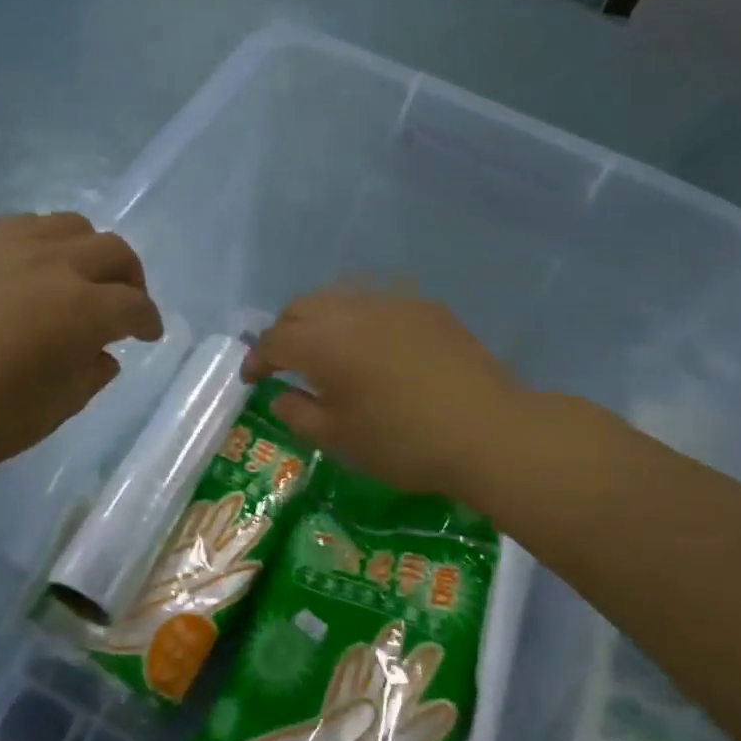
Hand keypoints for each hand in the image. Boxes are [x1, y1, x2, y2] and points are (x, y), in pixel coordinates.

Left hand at [0, 213, 162, 498]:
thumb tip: (101, 354)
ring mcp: (0, 243)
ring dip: (85, 251)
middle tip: (122, 303)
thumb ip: (88, 376)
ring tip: (73, 279)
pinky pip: (14, 228)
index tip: (149, 335)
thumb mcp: (48, 414)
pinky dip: (35, 246)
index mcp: (79, 309)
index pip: (134, 305)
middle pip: (112, 249)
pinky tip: (17, 275)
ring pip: (66, 224)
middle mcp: (49, 262)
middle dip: (130, 277)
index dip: (149, 321)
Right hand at [242, 289, 522, 498]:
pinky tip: (375, 346)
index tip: (252, 380)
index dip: (257, 360)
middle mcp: (350, 310)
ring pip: (339, 298)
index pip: (274, 340)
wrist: (487, 430)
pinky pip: (378, 303)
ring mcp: (391, 302)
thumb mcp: (340, 439)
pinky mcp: (425, 306)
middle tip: (285, 363)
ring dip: (321, 320)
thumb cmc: (404, 442)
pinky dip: (360, 320)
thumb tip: (281, 396)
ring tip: (327, 350)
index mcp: (322, 343)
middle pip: (301, 308)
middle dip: (284, 332)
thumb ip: (299, 414)